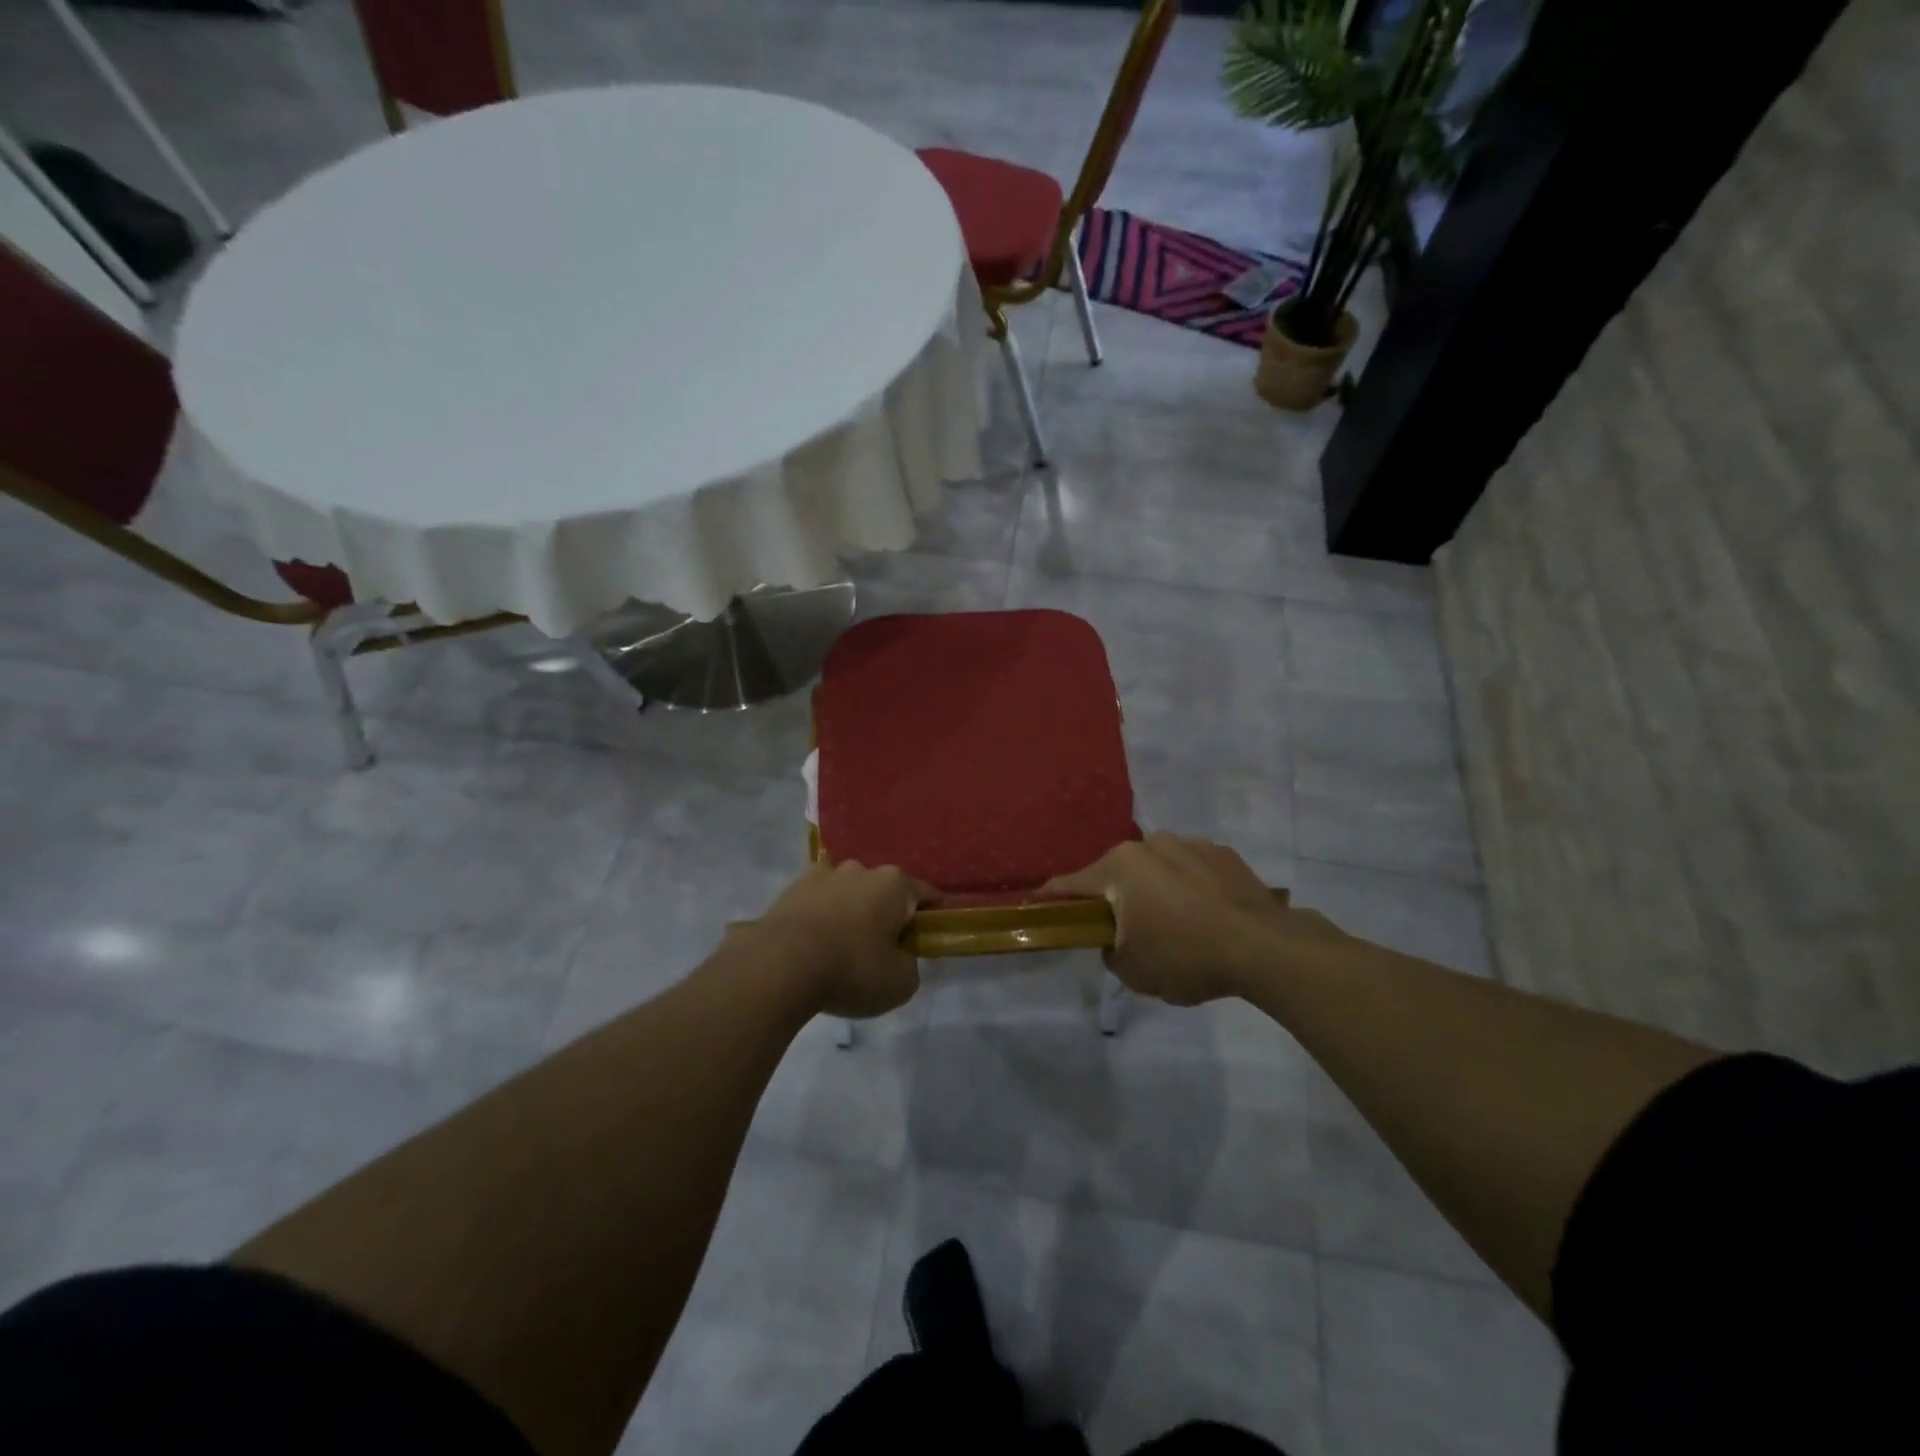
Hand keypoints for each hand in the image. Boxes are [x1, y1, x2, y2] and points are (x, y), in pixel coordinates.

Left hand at [751, 861, 931, 1018]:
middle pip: (883, 891)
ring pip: (847, 892)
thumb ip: (910, 965)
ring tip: (840, 947)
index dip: (930, 918)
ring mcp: (823, 874)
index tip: (925, 940)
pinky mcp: (790, 888)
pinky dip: (819, 916)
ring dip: (849, 911)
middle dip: (885, 914)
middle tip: (880, 950)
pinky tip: (813, 943)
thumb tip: (900, 957)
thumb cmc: (852, 969)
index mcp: (894, 884)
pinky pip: (816, 901)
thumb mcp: (900, 983)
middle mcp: (861, 869)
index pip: (926, 895)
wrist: (780, 966)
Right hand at [1043, 833, 1341, 1004]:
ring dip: (1153, 890)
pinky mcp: (1222, 853)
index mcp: (1119, 868)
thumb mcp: (1133, 970)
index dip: (1051, 898)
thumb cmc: (1186, 957)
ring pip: (1155, 868)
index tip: (1037, 904)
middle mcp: (1148, 844)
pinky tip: (1205, 916)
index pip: (1071, 885)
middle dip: (1114, 898)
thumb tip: (1115, 939)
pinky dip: (1187, 887)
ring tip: (1174, 925)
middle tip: (1123, 931)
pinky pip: (1190, 870)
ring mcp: (1188, 843)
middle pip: (1116, 874)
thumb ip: (1110, 951)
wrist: (1264, 947)